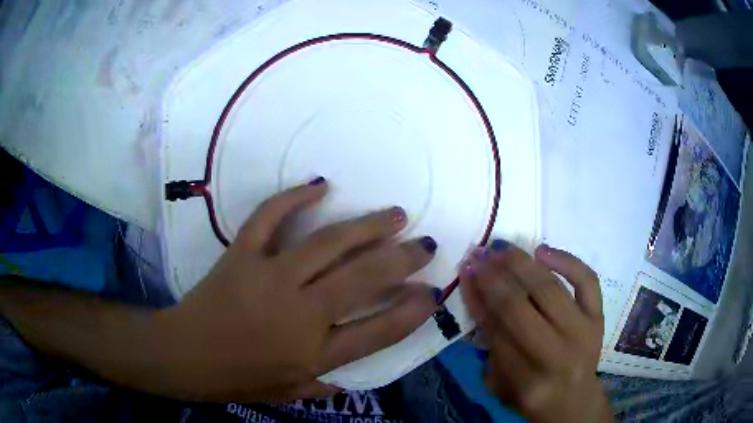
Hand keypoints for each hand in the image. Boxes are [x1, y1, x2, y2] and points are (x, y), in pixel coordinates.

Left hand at [156, 179, 438, 401]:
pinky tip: (320, 185)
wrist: (185, 354)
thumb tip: (359, 372)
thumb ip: (327, 383)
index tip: (432, 293)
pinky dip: (293, 197)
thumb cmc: (237, 378)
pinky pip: (269, 217)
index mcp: (312, 353)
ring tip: (395, 214)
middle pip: (362, 280)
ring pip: (328, 244)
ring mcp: (269, 278)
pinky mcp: (242, 255)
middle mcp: (299, 313)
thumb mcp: (289, 393)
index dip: (411, 312)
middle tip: (426, 243)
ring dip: (367, 226)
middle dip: (402, 260)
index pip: (377, 332)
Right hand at [460, 241, 612, 422]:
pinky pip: (587, 281)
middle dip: (494, 276)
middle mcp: (556, 354)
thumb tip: (476, 292)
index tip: (465, 271)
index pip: (494, 328)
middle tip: (479, 254)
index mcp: (526, 380)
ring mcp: (582, 332)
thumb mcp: (499, 382)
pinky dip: (567, 261)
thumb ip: (488, 342)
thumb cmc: (531, 393)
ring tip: (503, 247)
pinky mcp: (598, 317)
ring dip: (522, 264)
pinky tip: (543, 251)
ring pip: (549, 288)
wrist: (573, 398)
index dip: (478, 297)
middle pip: (519, 306)